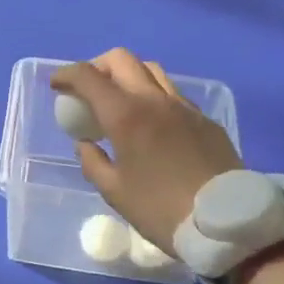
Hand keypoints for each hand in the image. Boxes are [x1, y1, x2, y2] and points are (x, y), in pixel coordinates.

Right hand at [50, 48, 240, 256]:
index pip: (88, 77)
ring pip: (152, 71)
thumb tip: (85, 143)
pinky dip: (154, 96)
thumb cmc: (161, 210)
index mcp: (126, 115)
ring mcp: (184, 106)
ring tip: (121, 102)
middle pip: (121, 60)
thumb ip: (92, 162)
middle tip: (88, 90)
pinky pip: (174, 94)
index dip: (67, 75)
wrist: (226, 224)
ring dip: (129, 76)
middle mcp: (154, 100)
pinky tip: (153, 123)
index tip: (57, 85)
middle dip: (97, 67)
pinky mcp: (205, 119)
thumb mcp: (114, 193)